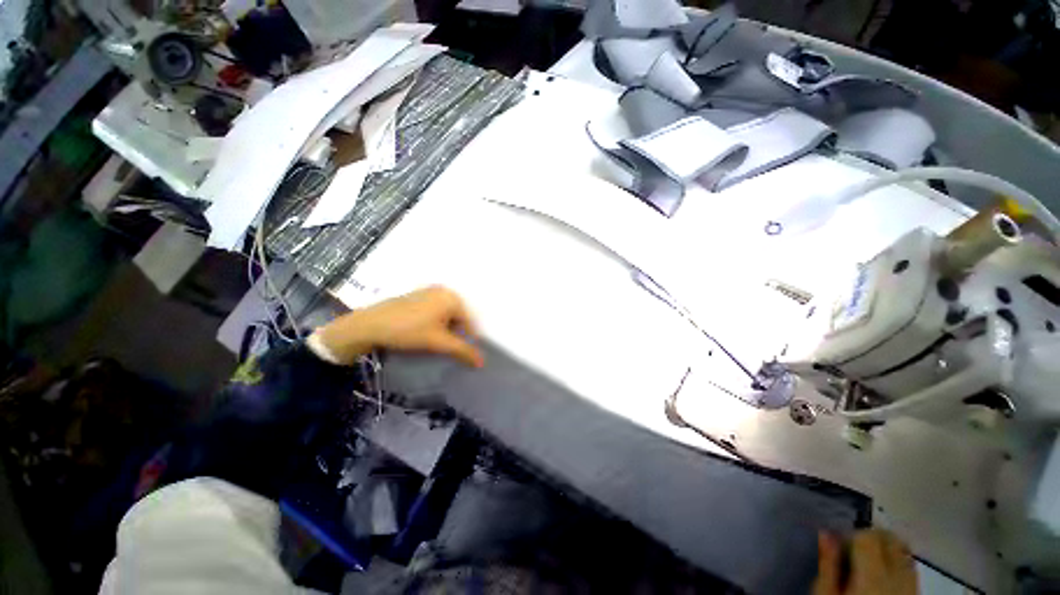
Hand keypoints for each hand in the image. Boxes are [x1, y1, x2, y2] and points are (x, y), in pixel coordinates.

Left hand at [315, 286, 483, 367]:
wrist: (369, 325)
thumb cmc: (409, 331)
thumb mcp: (438, 342)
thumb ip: (462, 350)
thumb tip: (482, 362)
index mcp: (452, 297)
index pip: (469, 322)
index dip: (466, 340)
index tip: (457, 353)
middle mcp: (444, 291)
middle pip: (458, 318)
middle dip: (454, 334)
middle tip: (443, 348)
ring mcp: (429, 292)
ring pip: (446, 315)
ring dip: (444, 330)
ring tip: (432, 342)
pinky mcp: (417, 296)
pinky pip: (434, 311)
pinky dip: (434, 323)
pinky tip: (422, 333)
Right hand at [814, 530, 916, 594]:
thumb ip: (828, 564)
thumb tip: (826, 533)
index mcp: (874, 574)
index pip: (870, 536)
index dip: (853, 535)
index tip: (839, 545)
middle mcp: (899, 577)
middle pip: (892, 540)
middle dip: (873, 539)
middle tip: (853, 551)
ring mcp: (912, 588)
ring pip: (905, 553)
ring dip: (887, 551)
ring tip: (868, 564)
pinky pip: (911, 570)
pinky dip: (898, 565)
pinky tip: (883, 578)